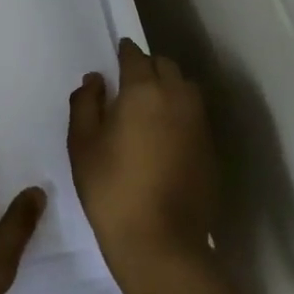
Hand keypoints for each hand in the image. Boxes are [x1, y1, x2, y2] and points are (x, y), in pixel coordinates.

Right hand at [67, 40, 215, 282]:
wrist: (161, 241)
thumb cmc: (111, 189)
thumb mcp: (82, 145)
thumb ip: (86, 104)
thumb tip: (96, 80)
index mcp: (144, 91)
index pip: (136, 56)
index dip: (125, 52)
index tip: (117, 53)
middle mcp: (177, 98)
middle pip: (166, 66)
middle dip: (148, 65)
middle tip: (130, 79)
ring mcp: (199, 124)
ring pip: (186, 88)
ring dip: (169, 85)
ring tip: (150, 103)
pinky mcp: (211, 148)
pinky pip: (195, 115)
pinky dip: (180, 112)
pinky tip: (165, 132)